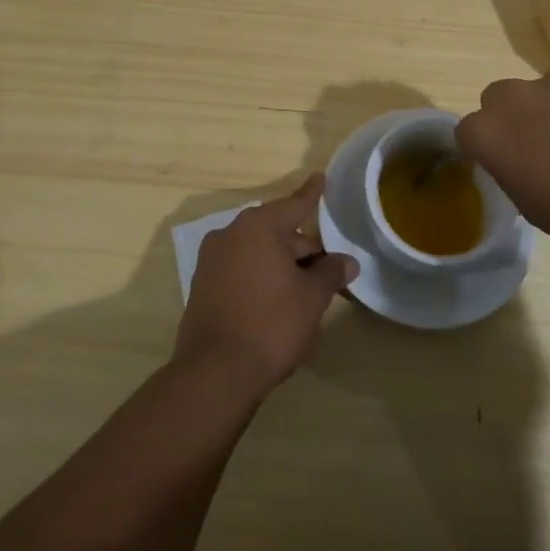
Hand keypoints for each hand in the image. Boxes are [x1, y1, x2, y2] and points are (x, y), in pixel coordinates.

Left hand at [172, 174, 358, 397]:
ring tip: (306, 290)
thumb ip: (331, 272)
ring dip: (282, 265)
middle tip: (328, 270)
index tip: (320, 177)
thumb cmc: (271, 323)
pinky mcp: (203, 287)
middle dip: (303, 248)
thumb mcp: (312, 297)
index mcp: (258, 226)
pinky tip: (277, 302)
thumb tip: (347, 261)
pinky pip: (241, 270)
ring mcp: (212, 261)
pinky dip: (261, 278)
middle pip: (277, 232)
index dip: (312, 194)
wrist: (215, 373)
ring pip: (258, 253)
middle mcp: (231, 234)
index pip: (294, 204)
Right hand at [455, 72, 549, 253]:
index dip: (481, 147)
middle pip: (499, 97)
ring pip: (544, 90)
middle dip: (511, 116)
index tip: (498, 162)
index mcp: (489, 131)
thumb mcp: (528, 204)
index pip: (467, 131)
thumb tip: (519, 159)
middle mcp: (516, 96)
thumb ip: (511, 169)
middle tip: (537, 144)